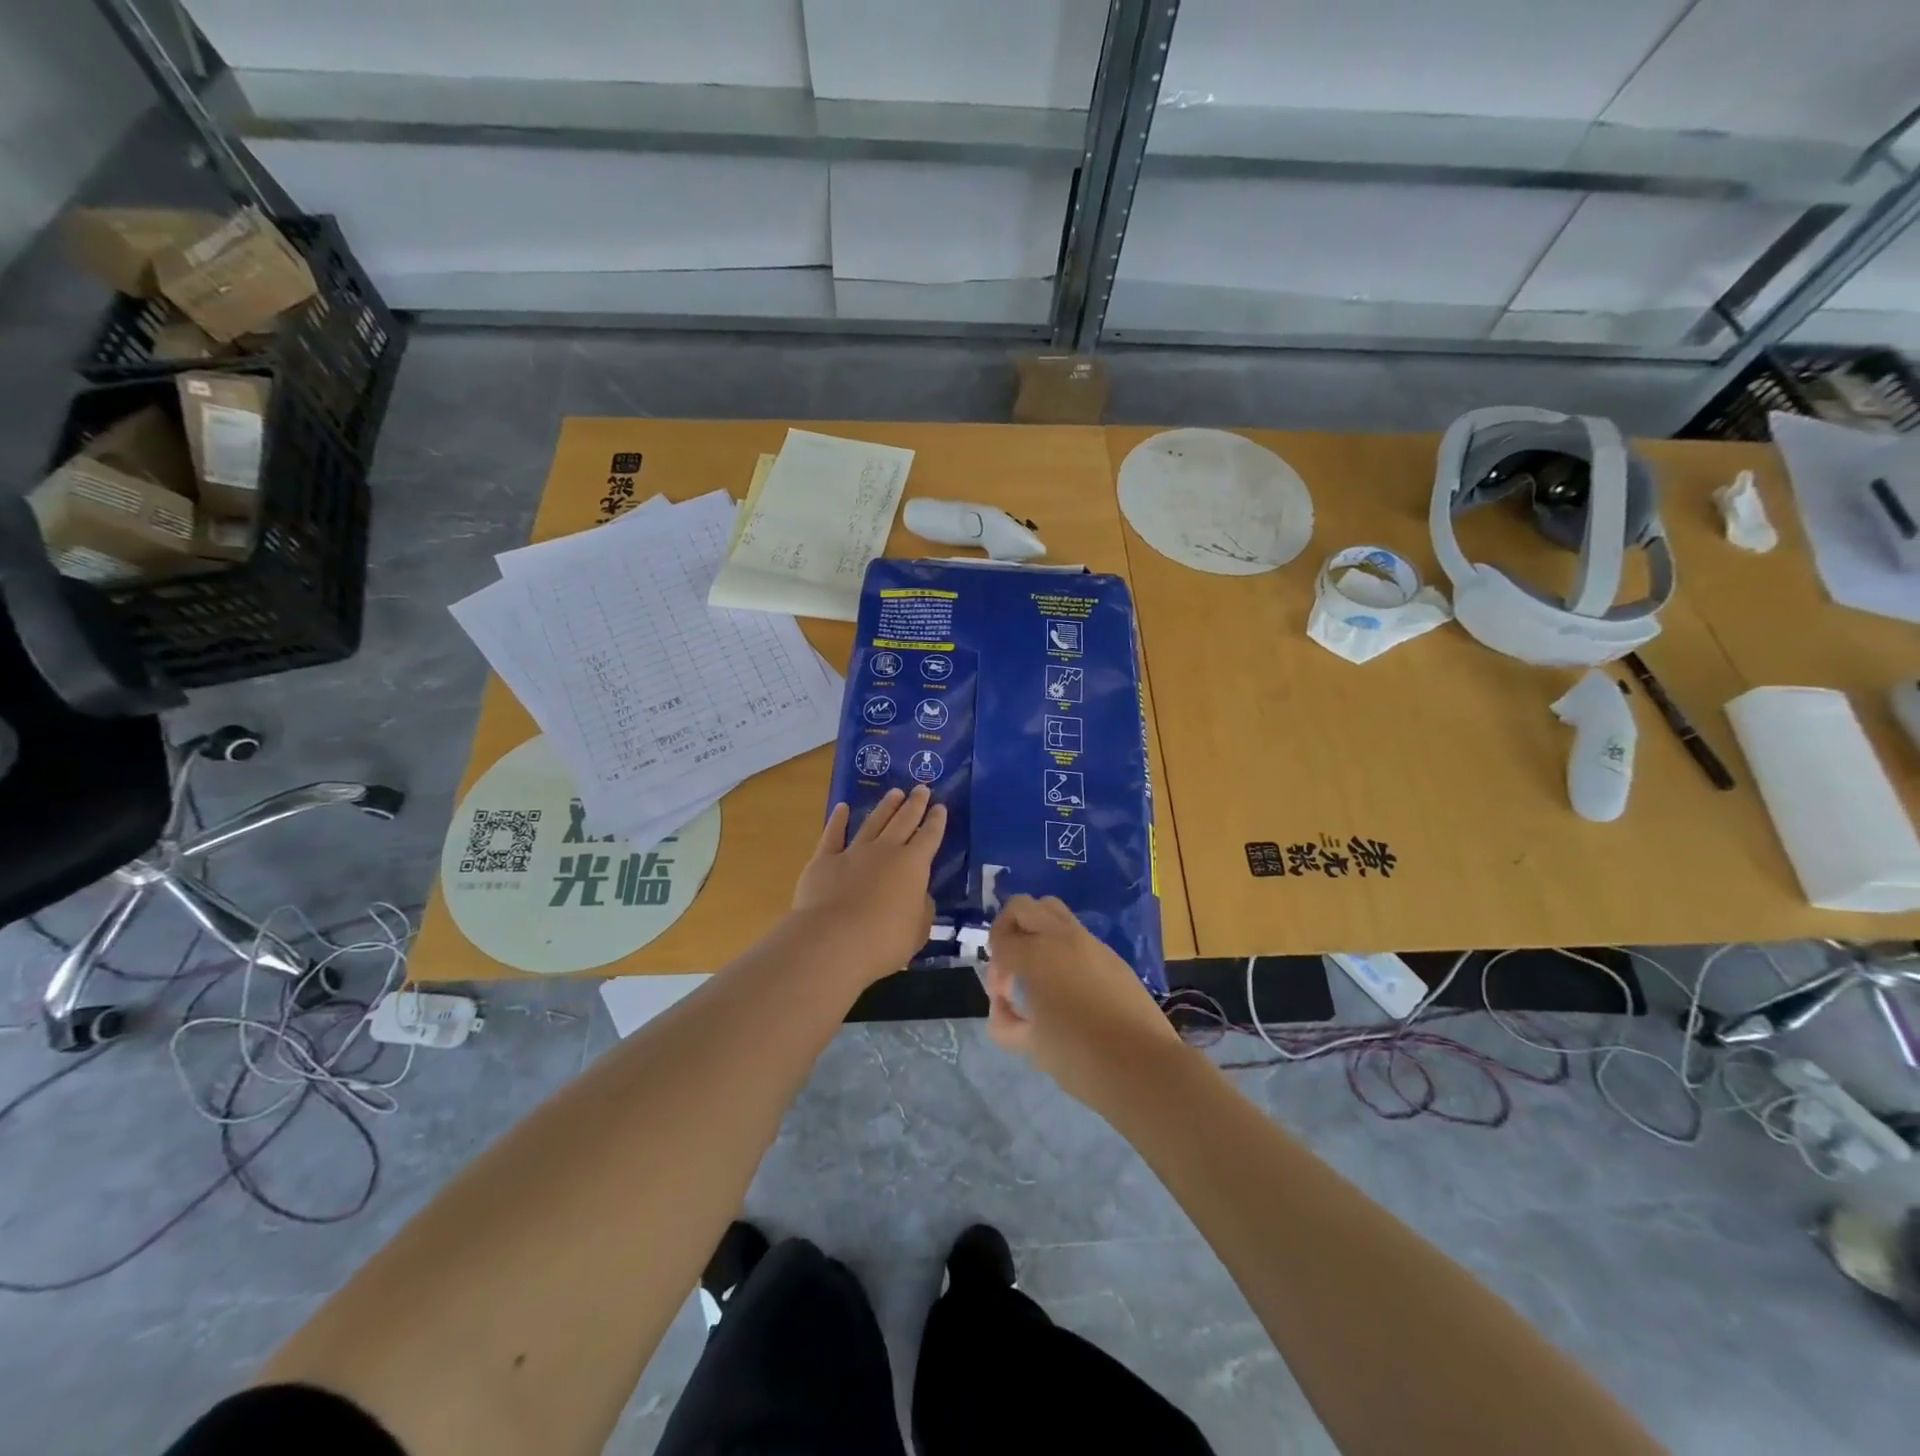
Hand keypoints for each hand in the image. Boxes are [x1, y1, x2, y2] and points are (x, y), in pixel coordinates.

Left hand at [791, 786, 946, 986]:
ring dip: (885, 807)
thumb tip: (919, 895)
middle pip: (903, 821)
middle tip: (922, 788)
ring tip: (894, 793)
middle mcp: (885, 851)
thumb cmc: (884, 941)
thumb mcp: (918, 930)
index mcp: (913, 866)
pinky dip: (838, 820)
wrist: (832, 941)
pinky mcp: (824, 860)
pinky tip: (842, 808)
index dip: (936, 822)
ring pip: (873, 822)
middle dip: (915, 804)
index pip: (929, 837)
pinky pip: (833, 835)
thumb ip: (921, 909)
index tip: (941, 807)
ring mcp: (853, 852)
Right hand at [983, 894, 1185, 1105]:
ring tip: (1038, 971)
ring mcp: (1091, 942)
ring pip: (1052, 911)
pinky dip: (1061, 947)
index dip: (994, 968)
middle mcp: (1062, 937)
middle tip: (1011, 966)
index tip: (1003, 996)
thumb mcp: (1031, 1045)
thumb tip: (1005, 1008)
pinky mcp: (1111, 955)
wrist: (1144, 1067)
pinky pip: (1077, 935)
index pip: (1000, 941)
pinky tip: (1068, 986)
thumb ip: (1006, 1022)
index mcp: (1037, 955)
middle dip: (1007, 930)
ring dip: (1036, 931)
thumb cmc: (1079, 1057)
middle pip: (1022, 907)